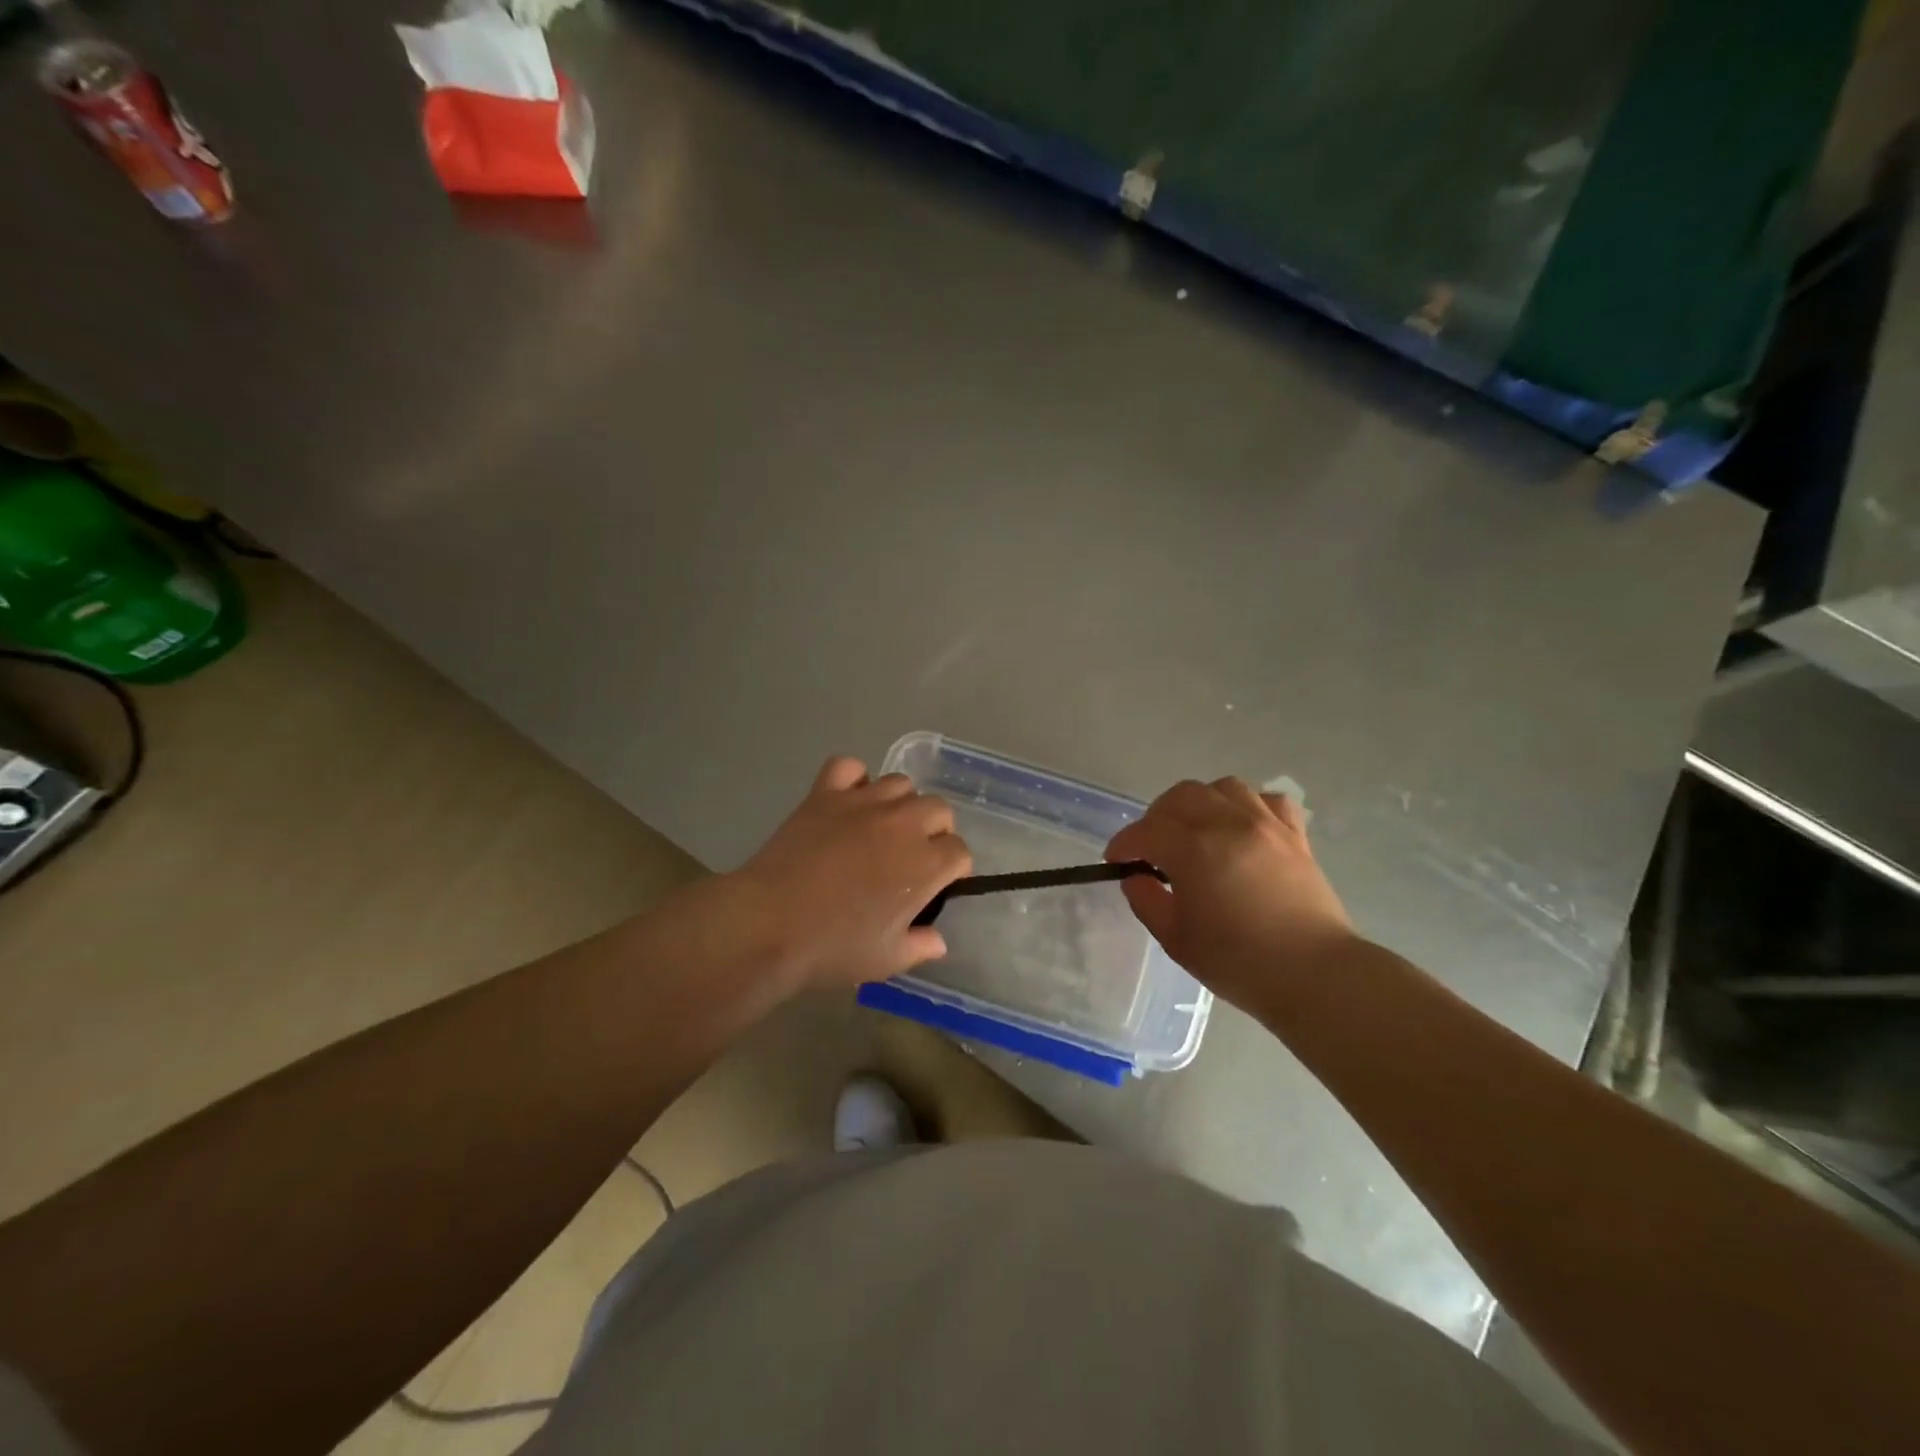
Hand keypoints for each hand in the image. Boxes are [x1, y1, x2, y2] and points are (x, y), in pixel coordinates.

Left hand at [727, 756, 971, 991]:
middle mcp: (903, 824)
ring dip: (900, 803)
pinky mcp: (825, 793)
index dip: (952, 869)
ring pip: (900, 784)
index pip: (959, 852)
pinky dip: (853, 778)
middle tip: (912, 856)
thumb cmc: (833, 946)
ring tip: (882, 827)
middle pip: (939, 809)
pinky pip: (849, 766)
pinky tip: (848, 800)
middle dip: (935, 830)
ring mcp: (862, 802)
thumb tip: (938, 940)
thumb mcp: (887, 960)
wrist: (770, 923)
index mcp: (925, 864)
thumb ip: (921, 946)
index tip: (936, 886)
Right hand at [1105, 777, 1354, 1013]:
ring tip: (1196, 832)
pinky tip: (1241, 828)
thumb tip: (1136, 877)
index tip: (1116, 861)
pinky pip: (1268, 800)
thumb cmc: (1239, 962)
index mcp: (1194, 850)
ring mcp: (1266, 825)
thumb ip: (1147, 901)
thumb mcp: (1176, 940)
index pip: (1146, 831)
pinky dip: (1247, 806)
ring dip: (1200, 804)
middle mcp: (1228, 824)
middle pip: (1181, 796)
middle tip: (1153, 848)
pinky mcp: (1295, 835)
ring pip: (1223, 787)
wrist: (1316, 976)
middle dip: (1157, 818)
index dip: (1124, 844)